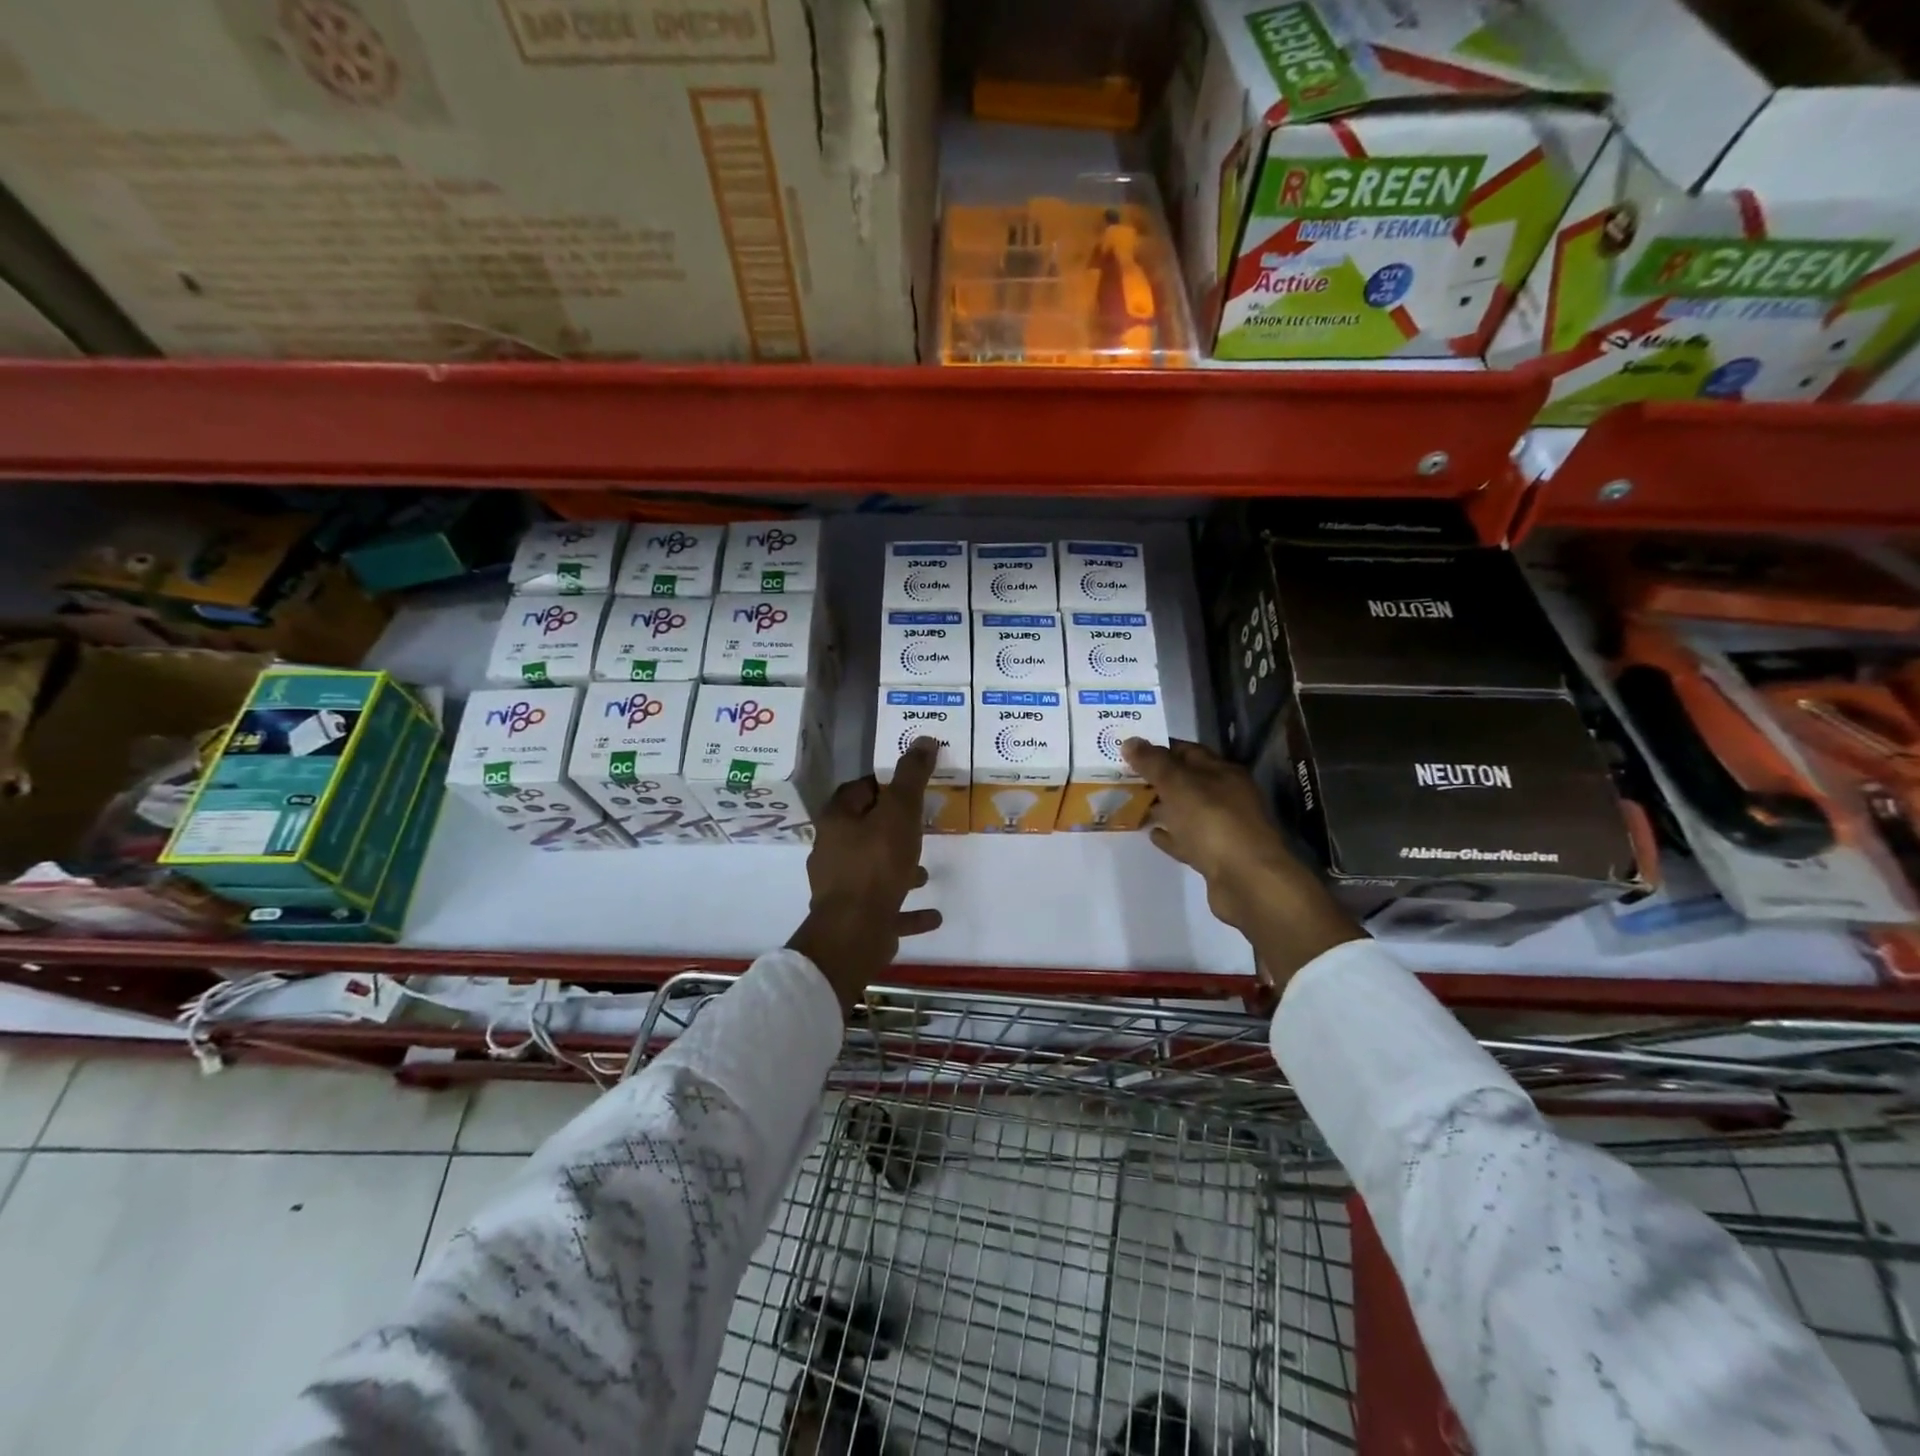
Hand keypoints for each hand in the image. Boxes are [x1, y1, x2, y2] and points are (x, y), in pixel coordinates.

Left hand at [788, 738, 943, 1014]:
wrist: (854, 931)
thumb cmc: (876, 863)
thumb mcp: (900, 811)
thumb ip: (912, 777)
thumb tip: (924, 739)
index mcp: (837, 821)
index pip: (857, 790)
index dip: (882, 784)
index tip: (908, 785)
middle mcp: (833, 851)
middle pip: (863, 830)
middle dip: (891, 827)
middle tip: (920, 824)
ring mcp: (842, 888)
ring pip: (873, 870)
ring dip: (899, 868)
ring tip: (927, 871)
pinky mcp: (855, 918)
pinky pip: (885, 908)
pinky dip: (906, 909)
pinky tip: (932, 915)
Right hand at [1123, 738, 1361, 987]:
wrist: (1248, 881)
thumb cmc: (1213, 823)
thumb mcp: (1179, 785)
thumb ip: (1154, 763)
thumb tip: (1130, 741)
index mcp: (1223, 773)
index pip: (1188, 751)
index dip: (1160, 748)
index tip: (1130, 750)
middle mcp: (1227, 796)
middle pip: (1188, 781)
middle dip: (1158, 778)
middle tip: (1123, 777)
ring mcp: (1223, 828)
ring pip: (1187, 811)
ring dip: (1163, 807)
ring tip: (1133, 804)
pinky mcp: (1217, 857)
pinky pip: (1188, 840)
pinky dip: (1171, 836)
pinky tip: (1152, 834)